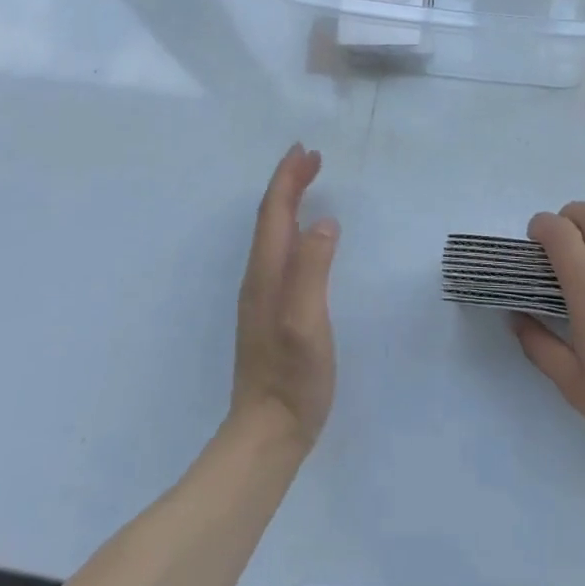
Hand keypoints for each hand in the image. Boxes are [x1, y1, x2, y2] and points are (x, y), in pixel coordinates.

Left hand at [230, 144, 339, 452]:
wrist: (267, 434)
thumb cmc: (292, 377)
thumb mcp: (305, 321)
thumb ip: (312, 269)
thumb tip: (325, 221)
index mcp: (267, 273)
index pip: (275, 213)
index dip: (288, 179)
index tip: (306, 151)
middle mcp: (260, 277)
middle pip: (270, 218)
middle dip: (287, 183)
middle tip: (310, 157)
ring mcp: (263, 296)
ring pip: (273, 233)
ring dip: (287, 201)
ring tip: (306, 182)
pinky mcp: (271, 311)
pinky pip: (279, 251)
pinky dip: (290, 226)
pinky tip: (303, 234)